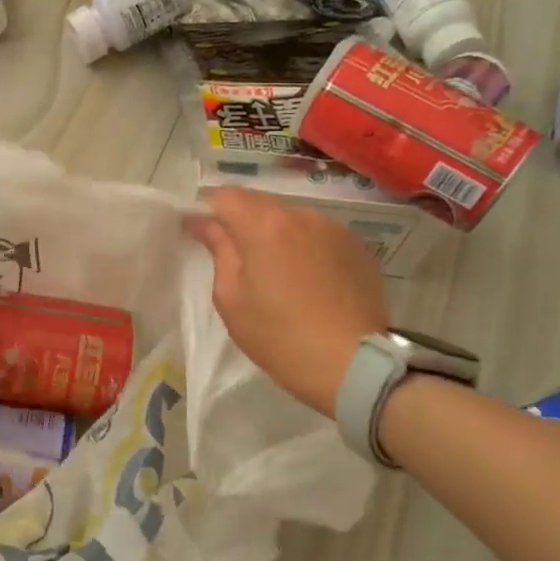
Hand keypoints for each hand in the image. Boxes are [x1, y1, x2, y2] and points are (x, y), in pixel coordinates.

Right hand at [184, 188, 389, 416]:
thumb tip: (204, 224)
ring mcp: (335, 229)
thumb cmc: (279, 336)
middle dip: (242, 223)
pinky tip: (306, 281)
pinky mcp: (358, 247)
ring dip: (276, 235)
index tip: (201, 235)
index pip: (226, 196)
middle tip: (236, 260)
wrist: (353, 364)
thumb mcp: (232, 299)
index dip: (208, 211)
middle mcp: (302, 215)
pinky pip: (318, 236)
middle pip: (260, 204)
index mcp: (264, 225)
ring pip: (291, 219)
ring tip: (275, 273)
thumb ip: (219, 251)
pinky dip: (304, 248)